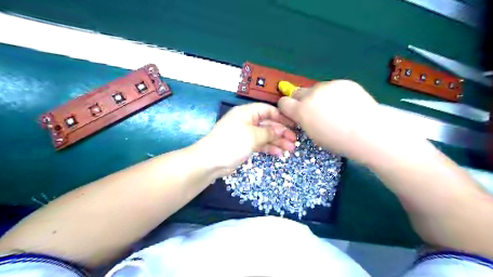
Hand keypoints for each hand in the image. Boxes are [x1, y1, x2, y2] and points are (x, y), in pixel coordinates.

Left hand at [195, 103, 295, 173]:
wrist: (211, 161)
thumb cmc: (232, 143)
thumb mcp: (253, 136)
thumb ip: (269, 132)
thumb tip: (282, 129)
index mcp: (247, 113)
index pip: (268, 110)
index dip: (281, 117)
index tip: (294, 124)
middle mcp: (247, 121)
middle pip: (268, 124)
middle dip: (281, 132)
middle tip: (294, 140)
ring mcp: (246, 134)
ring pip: (265, 135)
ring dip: (277, 141)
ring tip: (290, 149)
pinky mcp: (244, 145)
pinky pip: (260, 144)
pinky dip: (269, 148)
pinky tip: (279, 153)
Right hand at [279, 80, 378, 159]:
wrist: (368, 133)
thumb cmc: (338, 141)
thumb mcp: (313, 135)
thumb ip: (304, 120)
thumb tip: (303, 113)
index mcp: (301, 110)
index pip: (283, 102)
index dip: (287, 108)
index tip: (294, 113)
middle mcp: (311, 94)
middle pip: (297, 92)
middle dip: (302, 100)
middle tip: (314, 110)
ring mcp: (328, 86)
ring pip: (316, 88)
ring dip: (319, 96)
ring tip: (335, 108)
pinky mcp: (343, 82)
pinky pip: (333, 86)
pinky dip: (335, 93)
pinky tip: (347, 104)